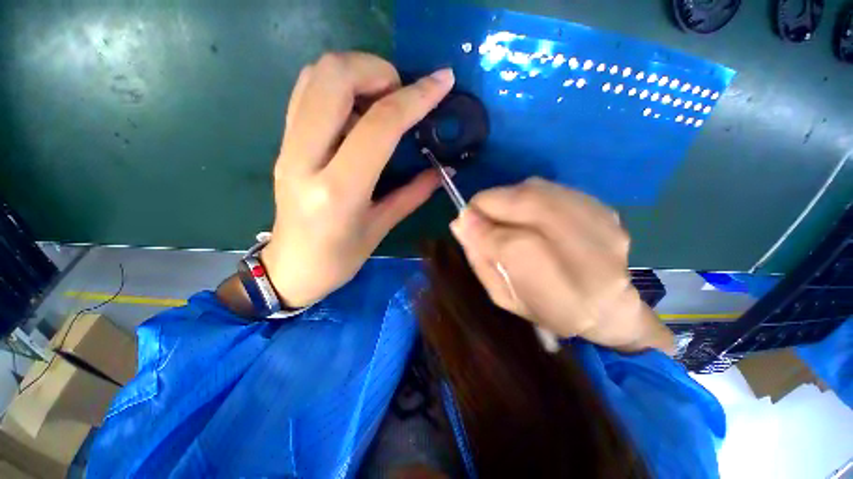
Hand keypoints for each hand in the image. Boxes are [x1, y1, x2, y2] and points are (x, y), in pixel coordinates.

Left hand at [260, 52, 454, 307]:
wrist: (290, 267)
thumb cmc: (339, 258)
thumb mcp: (382, 228)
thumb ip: (414, 193)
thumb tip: (445, 169)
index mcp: (338, 191)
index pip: (379, 125)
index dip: (415, 97)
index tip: (442, 82)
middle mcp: (305, 159)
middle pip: (334, 77)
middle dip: (378, 71)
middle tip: (402, 95)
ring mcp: (287, 146)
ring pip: (315, 75)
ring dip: (358, 72)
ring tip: (383, 99)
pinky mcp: (282, 142)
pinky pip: (306, 92)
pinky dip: (338, 85)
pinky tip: (359, 109)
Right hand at [450, 178, 673, 353]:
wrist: (608, 304)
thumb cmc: (547, 309)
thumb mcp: (504, 297)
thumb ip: (481, 260)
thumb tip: (460, 224)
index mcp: (565, 295)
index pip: (517, 246)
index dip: (484, 230)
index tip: (462, 223)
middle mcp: (592, 255)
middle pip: (531, 205)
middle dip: (491, 203)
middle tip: (474, 212)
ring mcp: (603, 226)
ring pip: (539, 191)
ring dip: (506, 197)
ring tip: (497, 213)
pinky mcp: (604, 208)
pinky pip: (550, 188)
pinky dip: (524, 194)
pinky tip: (521, 211)